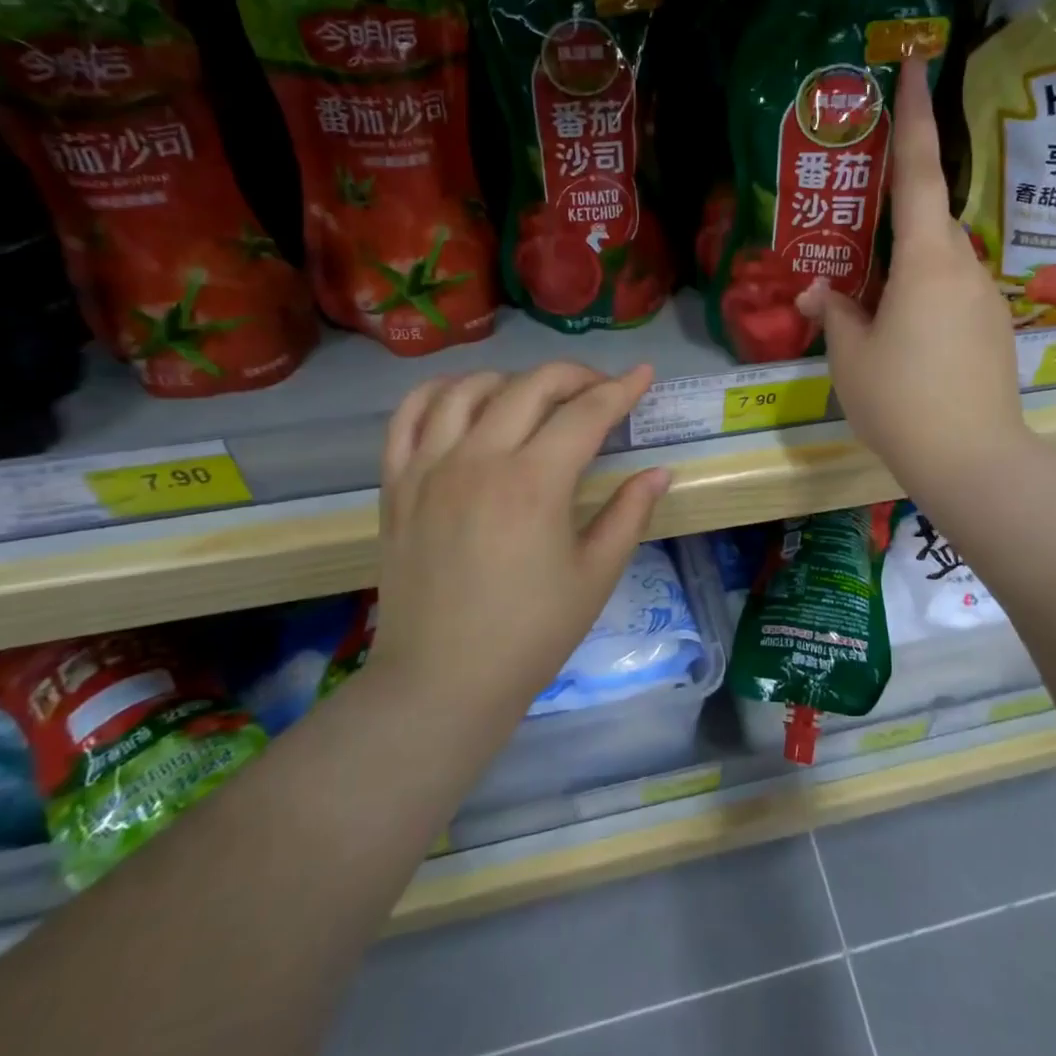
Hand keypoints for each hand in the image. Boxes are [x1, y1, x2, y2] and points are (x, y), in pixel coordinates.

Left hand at [371, 364, 670, 724]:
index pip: (586, 413)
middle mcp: (479, 459)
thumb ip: (629, 514)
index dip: (621, 389)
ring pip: (469, 388)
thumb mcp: (595, 576)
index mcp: (534, 483)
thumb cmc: (530, 634)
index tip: (643, 374)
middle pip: (531, 386)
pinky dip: (438, 393)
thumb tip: (659, 472)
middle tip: (600, 391)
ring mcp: (430, 467)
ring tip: (535, 398)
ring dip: (511, 380)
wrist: (442, 681)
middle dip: (575, 376)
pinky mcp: (396, 483)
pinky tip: (464, 400)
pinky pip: (409, 415)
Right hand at [797, 55, 1024, 495]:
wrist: (974, 461)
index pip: (919, 171)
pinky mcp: (994, 330)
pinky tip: (906, 341)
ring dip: (908, 269)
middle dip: (898, 218)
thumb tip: (822, 292)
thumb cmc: (902, 401)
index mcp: (926, 260)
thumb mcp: (851, 357)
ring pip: (940, 263)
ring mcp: (986, 299)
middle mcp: (964, 267)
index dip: (915, 116)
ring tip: (875, 308)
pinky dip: (926, 300)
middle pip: (929, 222)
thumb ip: (836, 313)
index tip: (917, 64)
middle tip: (862, 234)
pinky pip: (953, 295)